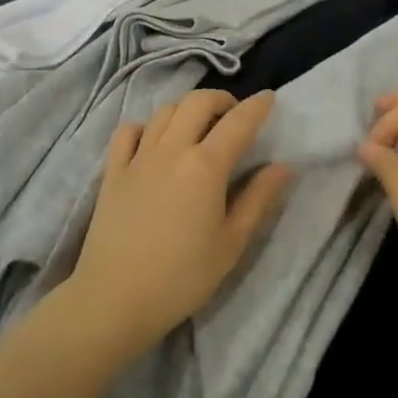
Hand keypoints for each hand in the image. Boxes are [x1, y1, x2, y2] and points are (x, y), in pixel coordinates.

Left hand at [71, 89, 294, 351]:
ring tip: (198, 126)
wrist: (114, 300)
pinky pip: (128, 131)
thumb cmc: (182, 277)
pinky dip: (146, 126)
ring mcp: (138, 157)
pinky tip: (154, 142)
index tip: (269, 98)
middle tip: (234, 115)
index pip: (238, 122)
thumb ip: (259, 199)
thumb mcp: (231, 243)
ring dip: (187, 109)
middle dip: (221, 99)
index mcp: (205, 166)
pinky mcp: (113, 171)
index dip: (257, 106)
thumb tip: (284, 166)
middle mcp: (172, 150)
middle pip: (197, 102)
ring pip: (164, 111)